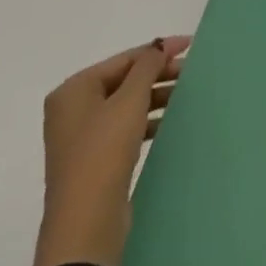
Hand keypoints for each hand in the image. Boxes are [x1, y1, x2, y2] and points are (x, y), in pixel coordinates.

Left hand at [35, 36, 188, 265]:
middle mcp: (73, 109)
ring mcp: (82, 135)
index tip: (190, 46)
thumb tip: (159, 46)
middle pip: (123, 80)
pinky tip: (168, 122)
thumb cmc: (104, 151)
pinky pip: (125, 127)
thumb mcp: (129, 102)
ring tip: (186, 96)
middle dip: (158, 74)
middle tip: (192, 72)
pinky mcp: (94, 158)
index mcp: (73, 90)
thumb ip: (146, 68)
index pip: (123, 59)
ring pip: (126, 104)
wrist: (86, 219)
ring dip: (155, 97)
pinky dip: (147, 120)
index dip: (157, 50)